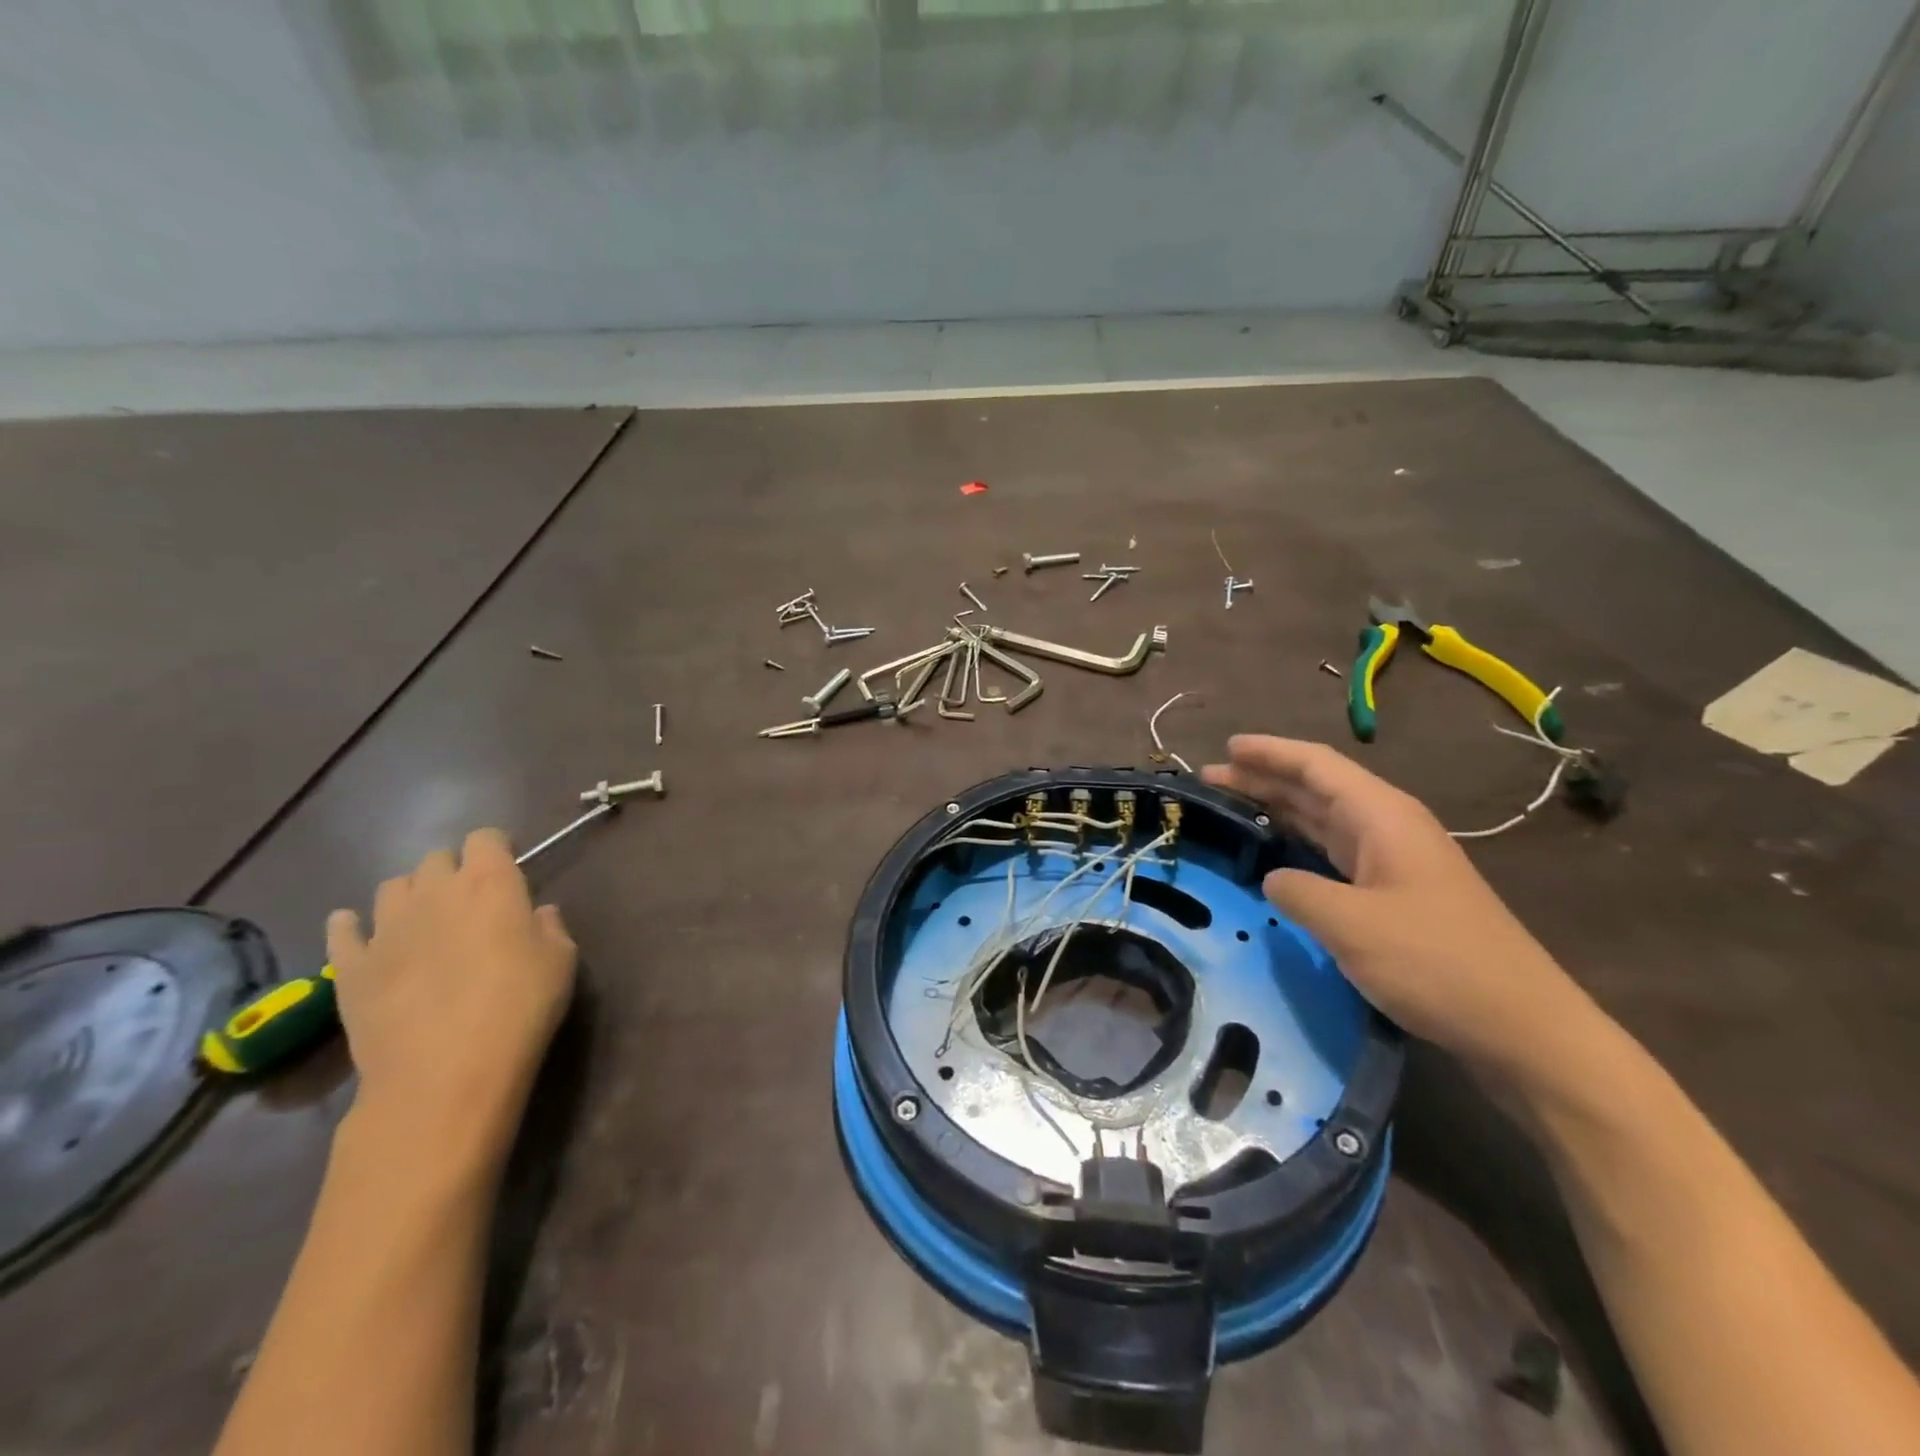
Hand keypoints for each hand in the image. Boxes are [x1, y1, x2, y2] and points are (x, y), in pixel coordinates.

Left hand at [325, 829, 577, 1172]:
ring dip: (410, 895)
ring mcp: (385, 926)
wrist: (445, 1072)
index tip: (508, 872)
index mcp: (489, 882)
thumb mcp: (562, 961)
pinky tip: (364, 937)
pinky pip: (342, 929)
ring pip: (391, 887)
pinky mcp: (349, 965)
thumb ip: (550, 927)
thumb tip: (536, 914)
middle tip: (470, 904)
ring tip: (423, 923)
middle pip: (436, 858)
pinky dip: (352, 926)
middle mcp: (434, 890)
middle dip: (453, 872)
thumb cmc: (520, 1007)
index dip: (496, 850)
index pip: (486, 837)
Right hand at [1202, 736, 1592, 1081]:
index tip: (1226, 747)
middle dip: (1264, 778)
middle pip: (1317, 788)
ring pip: (1325, 820)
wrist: (1522, 1027)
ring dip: (1278, 809)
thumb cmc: (1435, 963)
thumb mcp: (1350, 925)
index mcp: (1382, 817)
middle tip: (1210, 779)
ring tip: (1230, 806)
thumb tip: (1274, 879)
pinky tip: (1275, 854)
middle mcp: (1388, 828)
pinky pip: (1334, 852)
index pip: (1316, 766)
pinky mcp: (1395, 895)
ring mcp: (1394, 862)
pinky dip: (1298, 844)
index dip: (1269, 752)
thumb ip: (1296, 891)